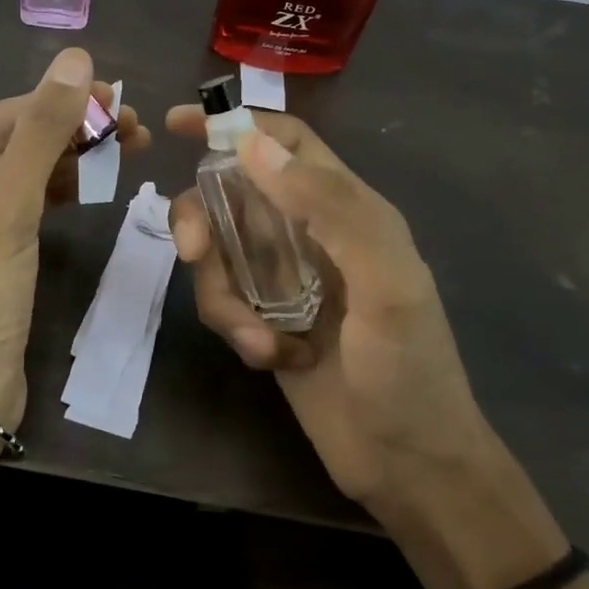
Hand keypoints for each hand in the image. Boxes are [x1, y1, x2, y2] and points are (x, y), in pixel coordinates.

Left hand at [0, 49, 148, 429]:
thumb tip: (74, 59)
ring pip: (26, 175)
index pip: (0, 120)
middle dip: (72, 131)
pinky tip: (95, 182)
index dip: (58, 103)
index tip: (116, 94)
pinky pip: (28, 207)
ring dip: (73, 159)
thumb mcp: (7, 211)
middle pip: (14, 144)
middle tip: (133, 125)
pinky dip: (62, 191)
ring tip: (128, 147)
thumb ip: (42, 134)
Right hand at [165, 107, 491, 518]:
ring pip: (218, 255)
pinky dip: (236, 328)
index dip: (235, 124)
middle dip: (203, 221)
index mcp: (346, 208)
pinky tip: (270, 359)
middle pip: (230, 196)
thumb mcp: (385, 283)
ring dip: (223, 296)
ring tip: (259, 341)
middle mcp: (308, 234)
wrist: (408, 464)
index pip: (285, 144)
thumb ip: (328, 207)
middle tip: (194, 254)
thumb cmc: (410, 370)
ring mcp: (282, 280)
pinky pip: (223, 302)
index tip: (178, 125)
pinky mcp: (264, 321)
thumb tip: (253, 145)